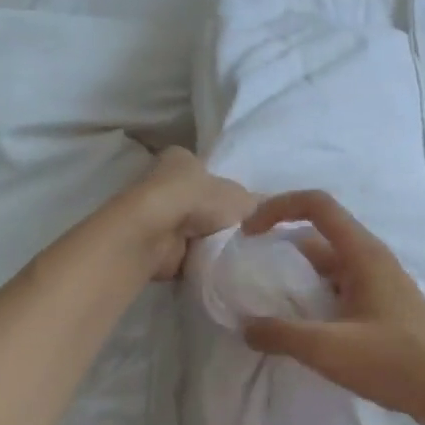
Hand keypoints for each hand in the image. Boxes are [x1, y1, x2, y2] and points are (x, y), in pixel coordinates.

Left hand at [127, 147, 257, 279]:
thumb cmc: (197, 200)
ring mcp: (157, 214)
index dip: (226, 188)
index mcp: (181, 159)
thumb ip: (257, 204)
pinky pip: (182, 251)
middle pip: (199, 201)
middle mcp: (164, 182)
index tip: (245, 210)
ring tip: (233, 253)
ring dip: (206, 240)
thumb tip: (271, 210)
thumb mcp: (240, 197)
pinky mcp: (153, 242)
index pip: (207, 171)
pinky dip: (196, 258)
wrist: (156, 234)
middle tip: (245, 235)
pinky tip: (214, 264)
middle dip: (217, 218)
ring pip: (191, 228)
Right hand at [240, 190, 424, 424]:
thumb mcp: (332, 348)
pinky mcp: (382, 313)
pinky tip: (297, 332)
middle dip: (280, 250)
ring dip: (296, 282)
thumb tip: (246, 326)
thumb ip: (283, 335)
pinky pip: (339, 295)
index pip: (316, 205)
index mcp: (362, 253)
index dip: (278, 207)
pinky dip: (313, 303)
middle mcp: (370, 261)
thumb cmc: (398, 361)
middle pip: (317, 239)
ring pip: (327, 271)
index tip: (248, 234)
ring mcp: (378, 287)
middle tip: (247, 276)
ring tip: (263, 307)